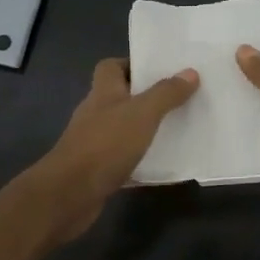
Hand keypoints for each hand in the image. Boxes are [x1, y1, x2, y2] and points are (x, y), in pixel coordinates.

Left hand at [31, 58, 198, 240]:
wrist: (69, 194)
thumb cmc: (105, 144)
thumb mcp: (142, 114)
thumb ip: (166, 93)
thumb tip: (190, 72)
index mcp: (103, 92)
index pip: (111, 66)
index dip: (133, 64)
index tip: (160, 70)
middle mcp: (96, 113)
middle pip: (120, 96)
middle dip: (147, 97)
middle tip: (179, 98)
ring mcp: (94, 142)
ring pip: (124, 128)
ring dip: (146, 128)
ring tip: (177, 129)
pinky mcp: (98, 169)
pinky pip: (124, 157)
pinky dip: (141, 159)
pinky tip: (163, 164)